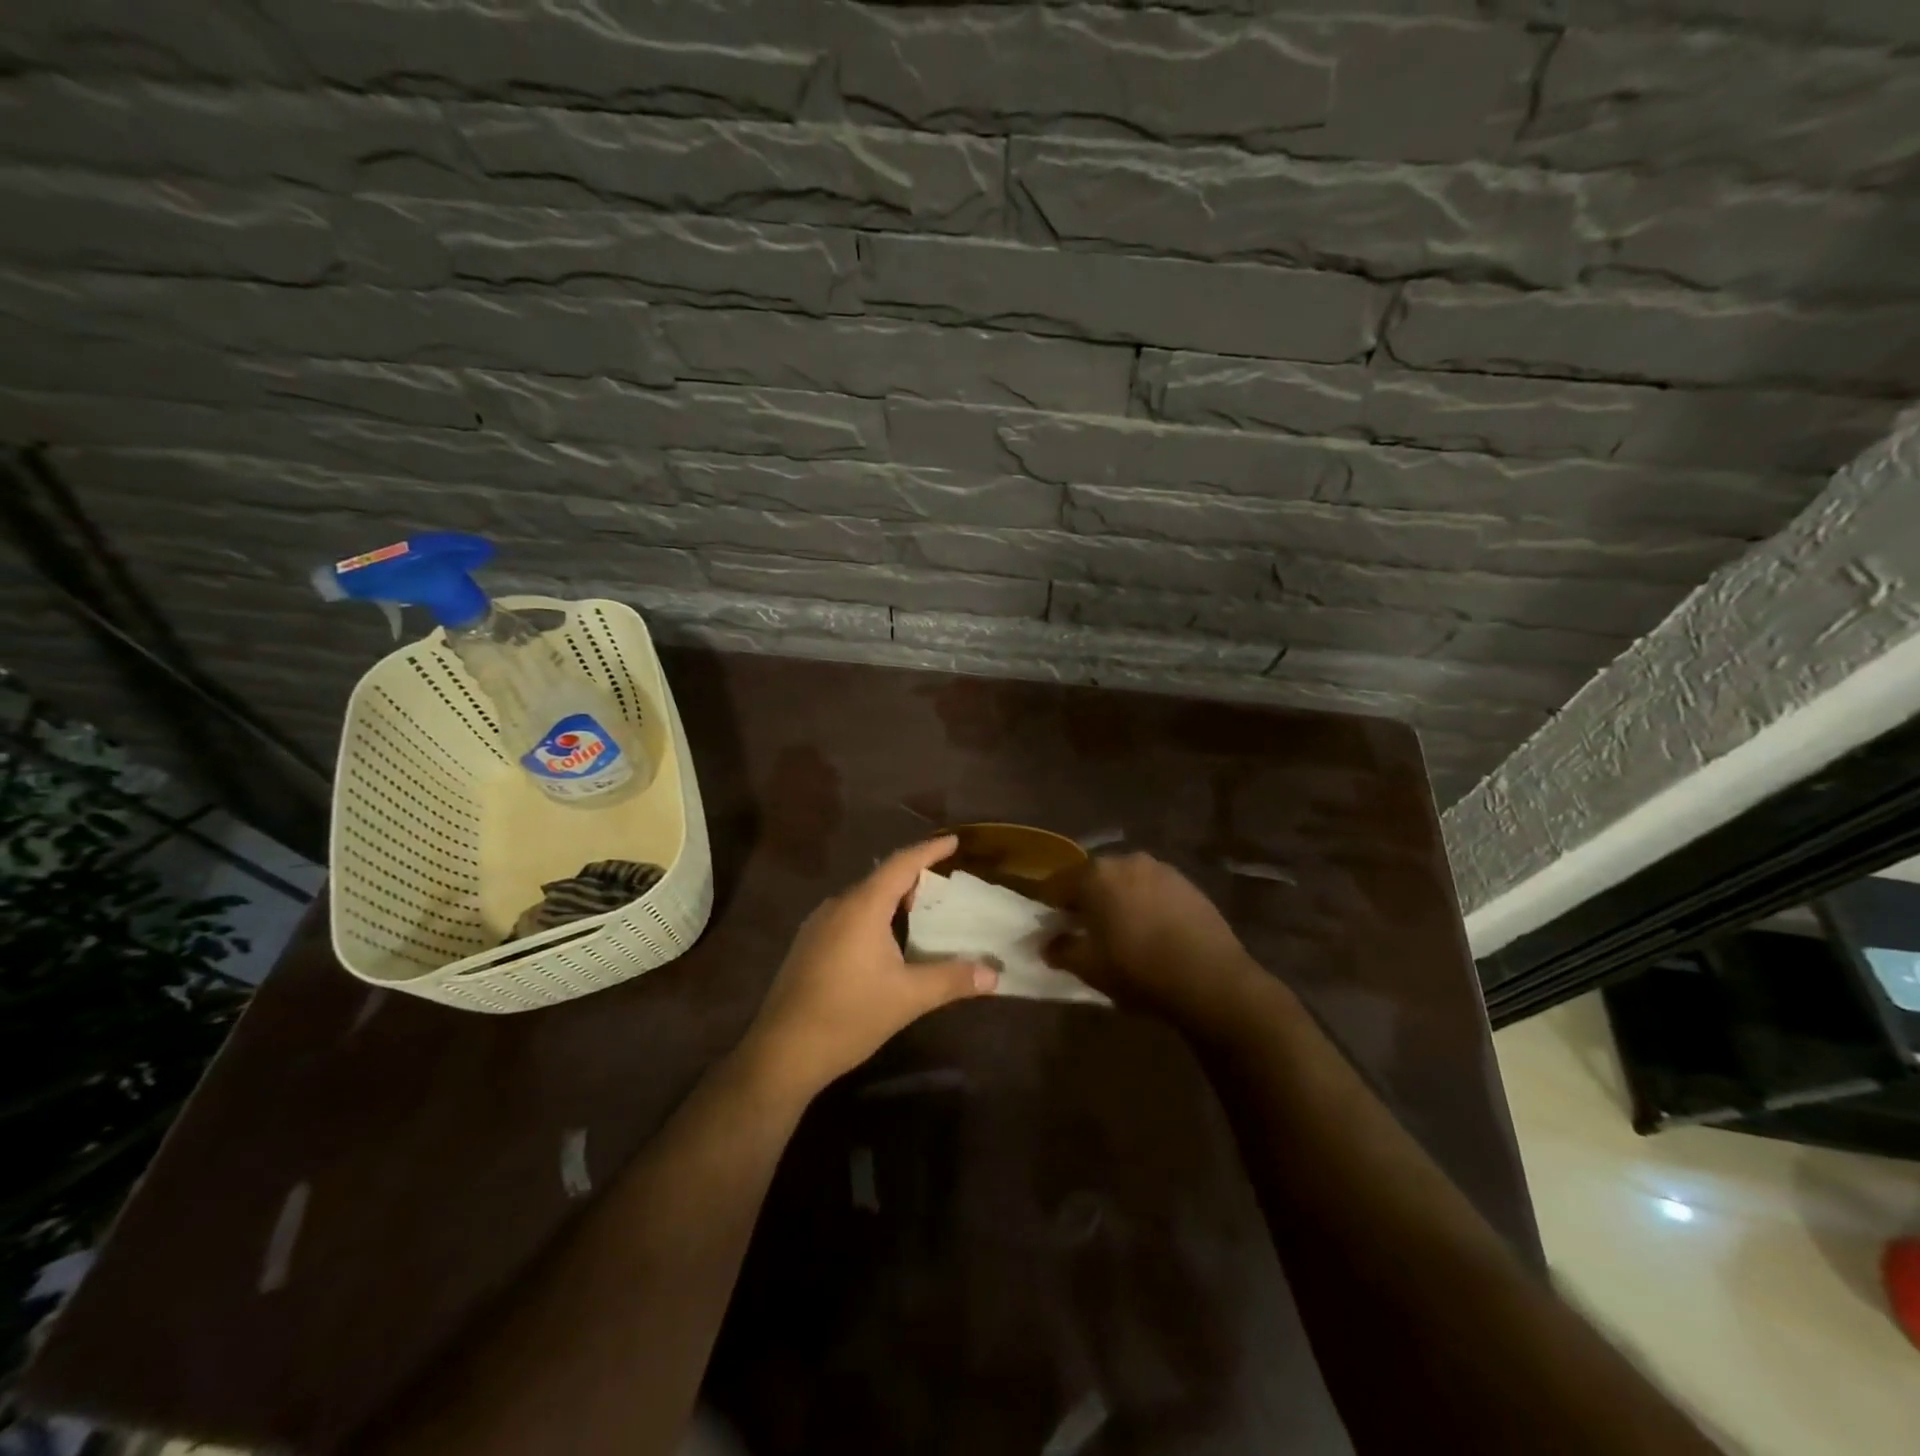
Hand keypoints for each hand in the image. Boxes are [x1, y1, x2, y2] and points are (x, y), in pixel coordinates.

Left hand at [742, 836, 997, 1099]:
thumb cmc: (849, 1016)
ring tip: (919, 915)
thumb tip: (994, 975)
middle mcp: (837, 905)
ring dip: (892, 901)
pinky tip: (884, 944)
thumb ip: (952, 980)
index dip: (929, 850)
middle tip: (944, 888)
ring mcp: (817, 925)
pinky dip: (873, 917)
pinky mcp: (807, 945)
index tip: (953, 840)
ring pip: (863, 899)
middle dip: (914, 878)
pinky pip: (848, 916)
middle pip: (881, 879)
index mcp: (863, 907)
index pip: (901, 864)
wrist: (782, 1052)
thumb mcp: (908, 998)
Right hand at [1045, 853, 1263, 1025]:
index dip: (1049, 905)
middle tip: (1084, 929)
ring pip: (1126, 881)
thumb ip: (1061, 949)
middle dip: (1085, 899)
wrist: (1211, 978)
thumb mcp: (1089, 967)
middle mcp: (1127, 861)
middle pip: (1094, 877)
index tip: (1050, 926)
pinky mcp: (1188, 884)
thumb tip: (1048, 943)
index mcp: (1095, 875)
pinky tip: (1152, 931)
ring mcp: (1161, 869)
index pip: (1057, 883)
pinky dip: (1146, 904)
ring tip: (1121, 930)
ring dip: (1118, 899)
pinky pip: (1154, 890)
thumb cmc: (1138, 969)